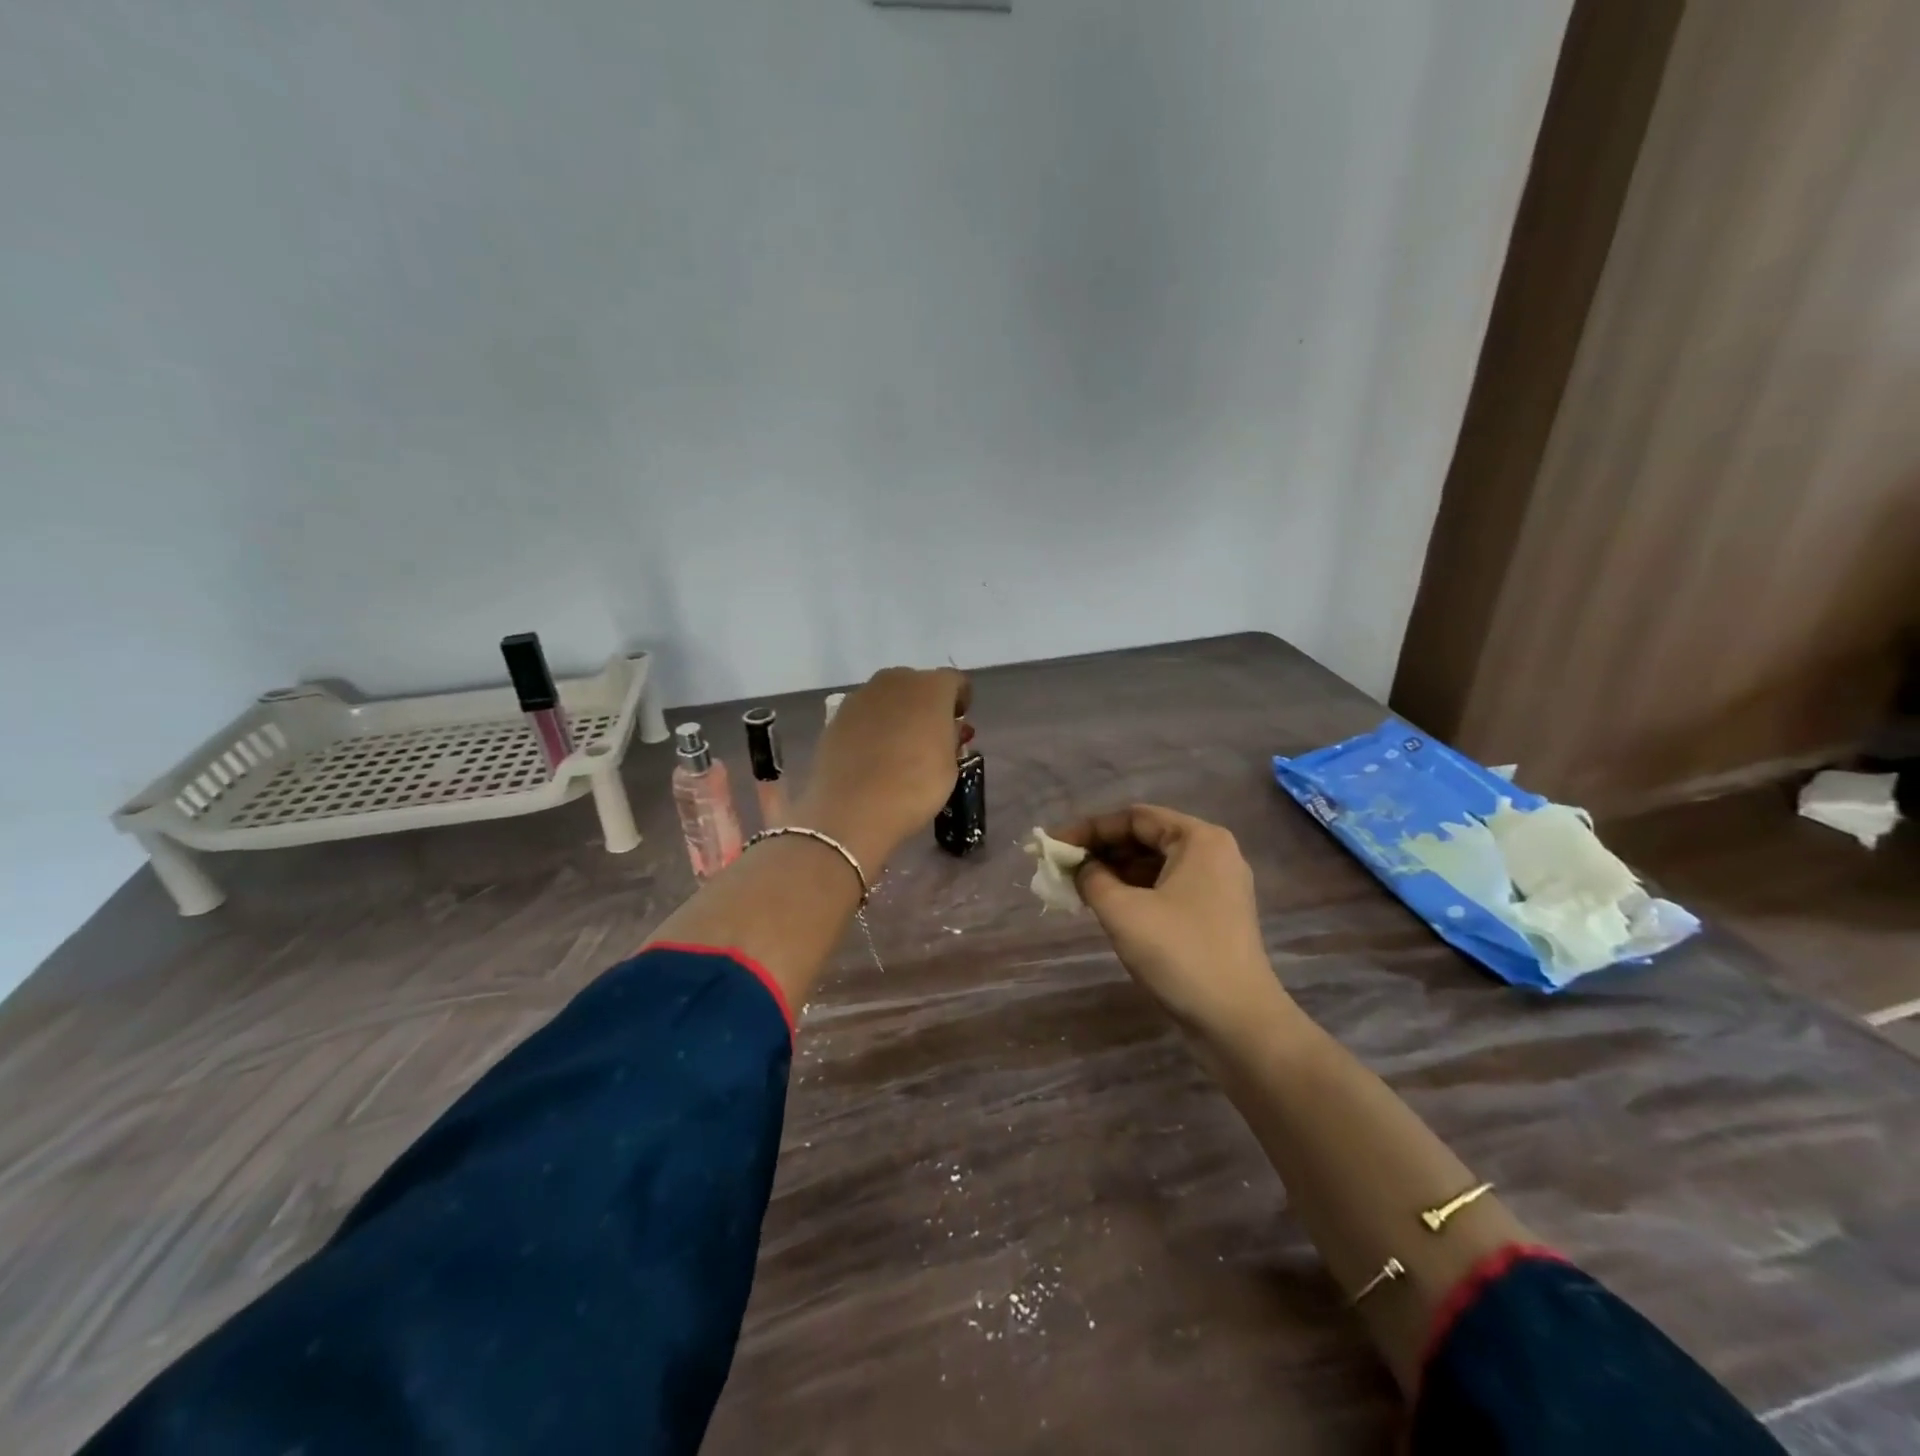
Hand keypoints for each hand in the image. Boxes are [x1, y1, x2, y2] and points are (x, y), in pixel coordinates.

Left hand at [795, 667, 970, 870]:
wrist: (852, 810)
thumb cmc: (915, 788)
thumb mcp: (950, 767)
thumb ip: (950, 739)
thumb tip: (946, 730)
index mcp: (931, 688)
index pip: (954, 681)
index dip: (960, 700)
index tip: (959, 723)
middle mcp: (895, 681)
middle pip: (917, 684)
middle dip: (926, 704)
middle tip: (929, 735)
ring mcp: (861, 696)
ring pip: (887, 697)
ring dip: (897, 713)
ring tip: (898, 747)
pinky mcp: (836, 716)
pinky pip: (863, 714)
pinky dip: (871, 727)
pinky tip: (871, 756)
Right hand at [1053, 805, 1290, 1039]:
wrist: (1238, 1021)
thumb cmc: (1179, 954)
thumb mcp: (1122, 911)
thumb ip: (1091, 878)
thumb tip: (1078, 867)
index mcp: (1199, 839)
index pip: (1134, 818)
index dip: (1089, 829)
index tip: (1054, 846)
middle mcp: (1213, 853)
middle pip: (1146, 838)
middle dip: (1101, 851)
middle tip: (1062, 868)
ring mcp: (1217, 886)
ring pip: (1155, 866)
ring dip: (1115, 873)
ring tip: (1077, 888)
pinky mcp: (1214, 915)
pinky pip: (1166, 889)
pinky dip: (1135, 892)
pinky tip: (1107, 906)